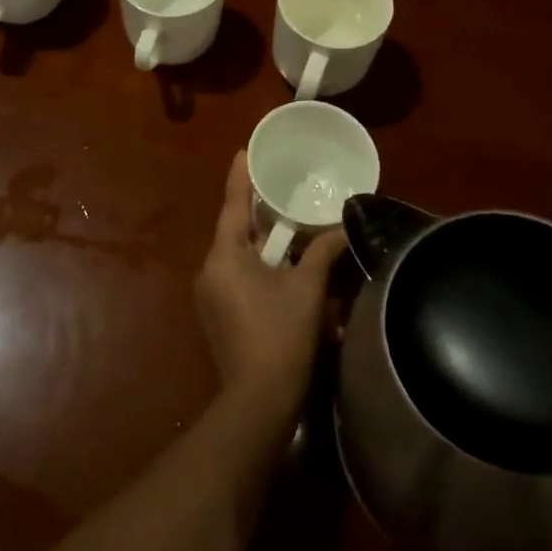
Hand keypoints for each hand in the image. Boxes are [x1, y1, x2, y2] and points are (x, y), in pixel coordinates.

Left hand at [194, 151, 344, 433]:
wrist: (259, 400)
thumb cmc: (282, 335)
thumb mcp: (307, 288)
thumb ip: (323, 252)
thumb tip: (342, 228)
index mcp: (224, 256)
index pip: (233, 205)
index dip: (240, 177)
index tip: (243, 150)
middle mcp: (209, 270)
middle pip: (234, 230)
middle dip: (256, 210)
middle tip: (276, 186)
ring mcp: (210, 295)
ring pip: (236, 254)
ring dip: (259, 240)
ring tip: (284, 221)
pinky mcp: (218, 314)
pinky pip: (236, 274)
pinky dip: (256, 263)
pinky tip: (279, 263)